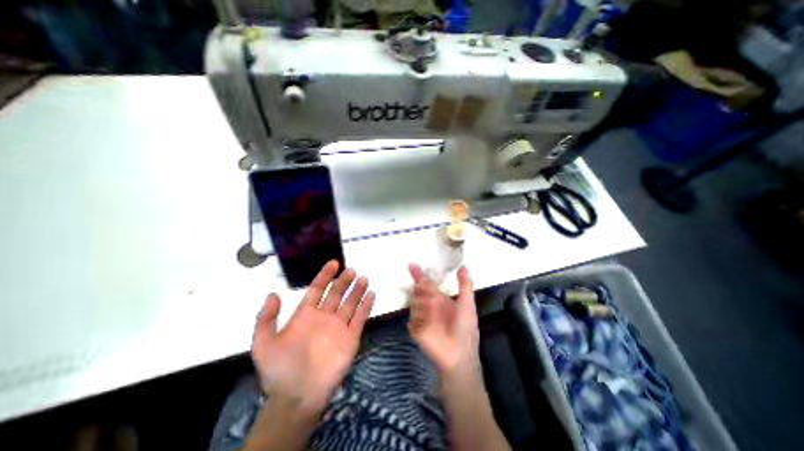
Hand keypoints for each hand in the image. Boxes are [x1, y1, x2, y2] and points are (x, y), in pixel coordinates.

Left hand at [253, 259, 375, 413]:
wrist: (297, 397)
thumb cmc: (280, 370)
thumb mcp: (264, 344)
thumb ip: (266, 318)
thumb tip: (273, 293)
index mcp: (306, 315)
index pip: (317, 289)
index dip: (325, 276)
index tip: (333, 263)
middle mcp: (325, 316)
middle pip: (337, 293)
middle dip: (344, 281)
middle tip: (352, 270)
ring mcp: (339, 326)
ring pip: (351, 303)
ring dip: (357, 290)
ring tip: (363, 279)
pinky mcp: (351, 337)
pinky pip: (360, 318)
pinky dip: (366, 306)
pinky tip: (371, 294)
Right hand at [408, 262, 476, 378]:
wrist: (459, 355)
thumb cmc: (465, 328)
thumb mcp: (467, 304)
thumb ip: (464, 285)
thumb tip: (463, 266)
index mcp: (439, 299)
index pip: (426, 284)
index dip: (419, 275)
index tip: (411, 265)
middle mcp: (428, 306)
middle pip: (418, 291)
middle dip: (422, 290)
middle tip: (431, 297)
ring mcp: (421, 317)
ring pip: (414, 302)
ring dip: (424, 305)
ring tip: (435, 315)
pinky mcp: (416, 329)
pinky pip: (412, 318)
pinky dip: (421, 319)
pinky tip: (430, 326)